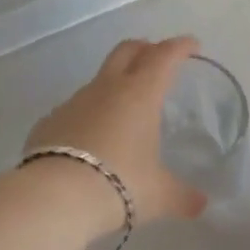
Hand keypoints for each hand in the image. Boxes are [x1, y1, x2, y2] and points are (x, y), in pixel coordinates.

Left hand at [24, 37, 209, 226]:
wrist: (54, 196)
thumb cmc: (119, 185)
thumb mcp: (159, 195)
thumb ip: (182, 197)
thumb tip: (200, 205)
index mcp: (139, 95)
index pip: (163, 57)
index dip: (179, 47)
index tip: (191, 44)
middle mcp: (105, 89)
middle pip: (126, 52)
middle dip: (144, 48)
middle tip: (156, 56)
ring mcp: (73, 102)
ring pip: (98, 81)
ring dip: (114, 84)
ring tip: (125, 107)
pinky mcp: (49, 121)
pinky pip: (74, 109)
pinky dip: (88, 114)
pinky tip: (90, 138)